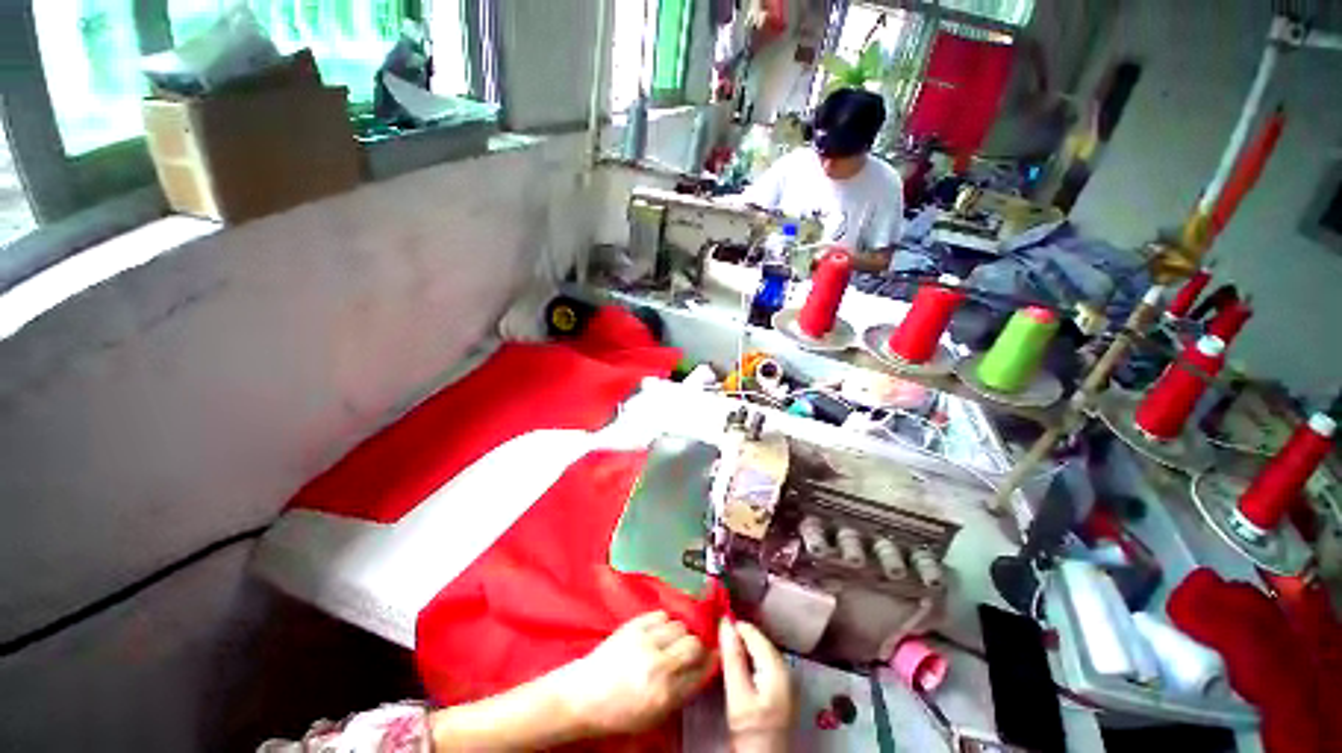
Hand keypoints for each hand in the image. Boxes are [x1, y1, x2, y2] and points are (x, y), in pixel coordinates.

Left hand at [551, 611, 715, 735]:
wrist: (583, 695)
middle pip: (694, 643)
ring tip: (670, 643)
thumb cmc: (620, 712)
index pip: (702, 670)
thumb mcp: (655, 714)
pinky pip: (662, 614)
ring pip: (679, 626)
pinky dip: (664, 623)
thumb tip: (705, 666)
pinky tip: (657, 633)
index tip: (714, 656)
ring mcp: (645, 641)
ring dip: (679, 634)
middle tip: (688, 652)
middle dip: (696, 647)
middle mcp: (658, 665)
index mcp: (665, 694)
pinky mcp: (634, 624)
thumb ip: (683, 691)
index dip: (711, 661)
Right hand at [720, 619, 792, 752]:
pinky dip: (749, 658)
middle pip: (758, 640)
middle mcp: (785, 668)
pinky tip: (737, 666)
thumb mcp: (737, 697)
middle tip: (715, 638)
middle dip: (737, 636)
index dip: (732, 626)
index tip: (713, 626)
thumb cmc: (751, 733)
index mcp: (777, 667)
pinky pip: (762, 662)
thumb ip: (732, 659)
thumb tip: (725, 623)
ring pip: (760, 650)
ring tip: (722, 650)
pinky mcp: (780, 688)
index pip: (752, 632)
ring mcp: (785, 679)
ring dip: (742, 647)